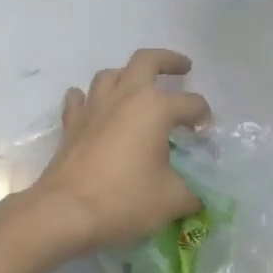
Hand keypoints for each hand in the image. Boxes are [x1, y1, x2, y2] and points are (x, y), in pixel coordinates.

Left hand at [26, 49, 210, 254]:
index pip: (191, 103)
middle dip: (168, 60)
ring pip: (111, 74)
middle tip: (183, 68)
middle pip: (147, 60)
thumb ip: (192, 192)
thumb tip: (198, 194)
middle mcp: (125, 96)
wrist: (66, 211)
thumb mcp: (172, 200)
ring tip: (137, 89)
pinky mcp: (72, 123)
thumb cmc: (125, 200)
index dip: (203, 115)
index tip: (205, 132)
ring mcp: (94, 106)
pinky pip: (79, 98)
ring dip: (127, 76)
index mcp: (155, 108)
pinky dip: (89, 98)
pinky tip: (94, 108)